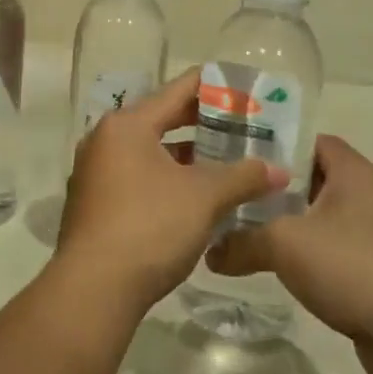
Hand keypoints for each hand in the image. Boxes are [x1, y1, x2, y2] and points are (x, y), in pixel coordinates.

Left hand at [54, 70, 288, 313]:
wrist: (94, 288)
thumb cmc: (150, 226)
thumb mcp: (204, 198)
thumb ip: (243, 177)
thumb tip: (279, 170)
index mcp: (126, 125)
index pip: (176, 91)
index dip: (212, 86)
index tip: (241, 85)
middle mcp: (104, 140)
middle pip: (160, 120)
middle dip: (201, 124)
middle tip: (241, 124)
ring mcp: (94, 173)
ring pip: (149, 153)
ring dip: (184, 156)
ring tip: (224, 160)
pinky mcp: (94, 204)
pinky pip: (137, 177)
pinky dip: (166, 178)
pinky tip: (194, 195)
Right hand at [207, 134, 372, 373]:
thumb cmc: (349, 266)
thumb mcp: (283, 244)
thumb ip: (241, 241)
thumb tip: (210, 253)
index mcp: (353, 172)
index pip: (310, 140)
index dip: (275, 143)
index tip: (239, 155)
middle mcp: (368, 195)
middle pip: (312, 177)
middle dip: (273, 186)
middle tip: (233, 191)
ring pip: (320, 216)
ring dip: (288, 222)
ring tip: (244, 227)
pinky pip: (332, 248)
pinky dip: (306, 252)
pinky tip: (275, 264)